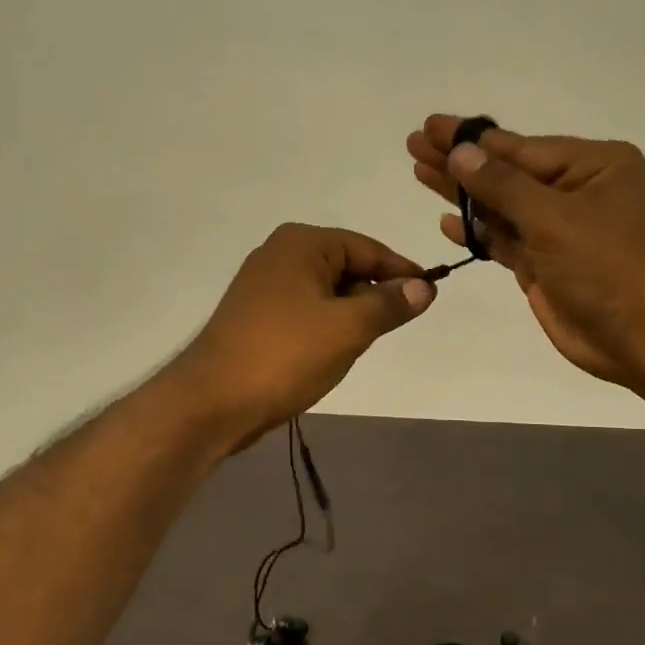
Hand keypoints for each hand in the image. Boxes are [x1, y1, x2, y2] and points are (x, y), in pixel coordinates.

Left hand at [175, 223, 434, 444]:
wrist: (213, 401)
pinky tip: (330, 353)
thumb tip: (424, 287)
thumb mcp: (348, 328)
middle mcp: (279, 253)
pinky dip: (325, 326)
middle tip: (394, 326)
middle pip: (346, 267)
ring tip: (360, 344)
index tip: (431, 294)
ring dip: (349, 315)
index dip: (401, 272)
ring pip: (326, 292)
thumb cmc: (285, 355)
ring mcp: (263, 285)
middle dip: (372, 296)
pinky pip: (305, 310)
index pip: (367, 248)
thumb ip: (390, 304)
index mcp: (302, 243)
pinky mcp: (255, 315)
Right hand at [406, 116, 644, 399]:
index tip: (430, 126)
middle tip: (414, 144)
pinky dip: (477, 231)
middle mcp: (575, 191)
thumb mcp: (555, 218)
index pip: (519, 146)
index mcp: (592, 166)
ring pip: (500, 205)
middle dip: (460, 161)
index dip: (470, 139)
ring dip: (462, 193)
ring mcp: (558, 230)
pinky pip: (503, 239)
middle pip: (505, 172)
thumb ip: (503, 185)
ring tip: (418, 172)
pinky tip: (447, 221)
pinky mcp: (544, 264)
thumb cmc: (609, 266)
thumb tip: (460, 152)